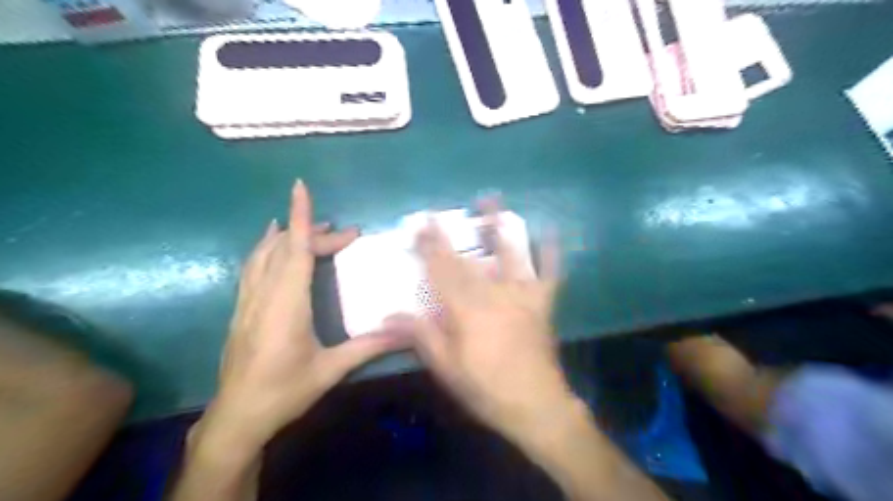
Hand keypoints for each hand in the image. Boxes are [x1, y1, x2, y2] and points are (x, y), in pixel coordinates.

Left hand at [195, 181, 408, 449]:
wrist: (237, 417)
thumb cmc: (284, 391)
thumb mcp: (330, 370)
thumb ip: (368, 346)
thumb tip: (406, 334)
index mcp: (287, 304)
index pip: (295, 249)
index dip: (300, 216)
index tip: (301, 187)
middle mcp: (264, 294)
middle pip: (286, 249)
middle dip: (314, 232)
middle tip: (347, 235)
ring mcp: (248, 300)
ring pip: (264, 254)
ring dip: (287, 235)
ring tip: (310, 226)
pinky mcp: (241, 309)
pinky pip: (253, 267)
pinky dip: (266, 248)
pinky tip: (272, 246)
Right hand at [395, 198, 574, 441]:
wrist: (536, 405)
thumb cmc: (486, 388)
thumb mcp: (447, 367)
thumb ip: (421, 336)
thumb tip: (388, 316)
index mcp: (466, 310)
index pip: (441, 271)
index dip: (429, 247)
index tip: (420, 225)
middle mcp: (493, 294)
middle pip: (467, 260)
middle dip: (450, 236)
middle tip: (440, 212)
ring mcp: (522, 296)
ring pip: (508, 255)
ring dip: (498, 226)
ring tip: (491, 198)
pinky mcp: (542, 304)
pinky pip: (550, 273)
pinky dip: (551, 252)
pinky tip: (552, 230)